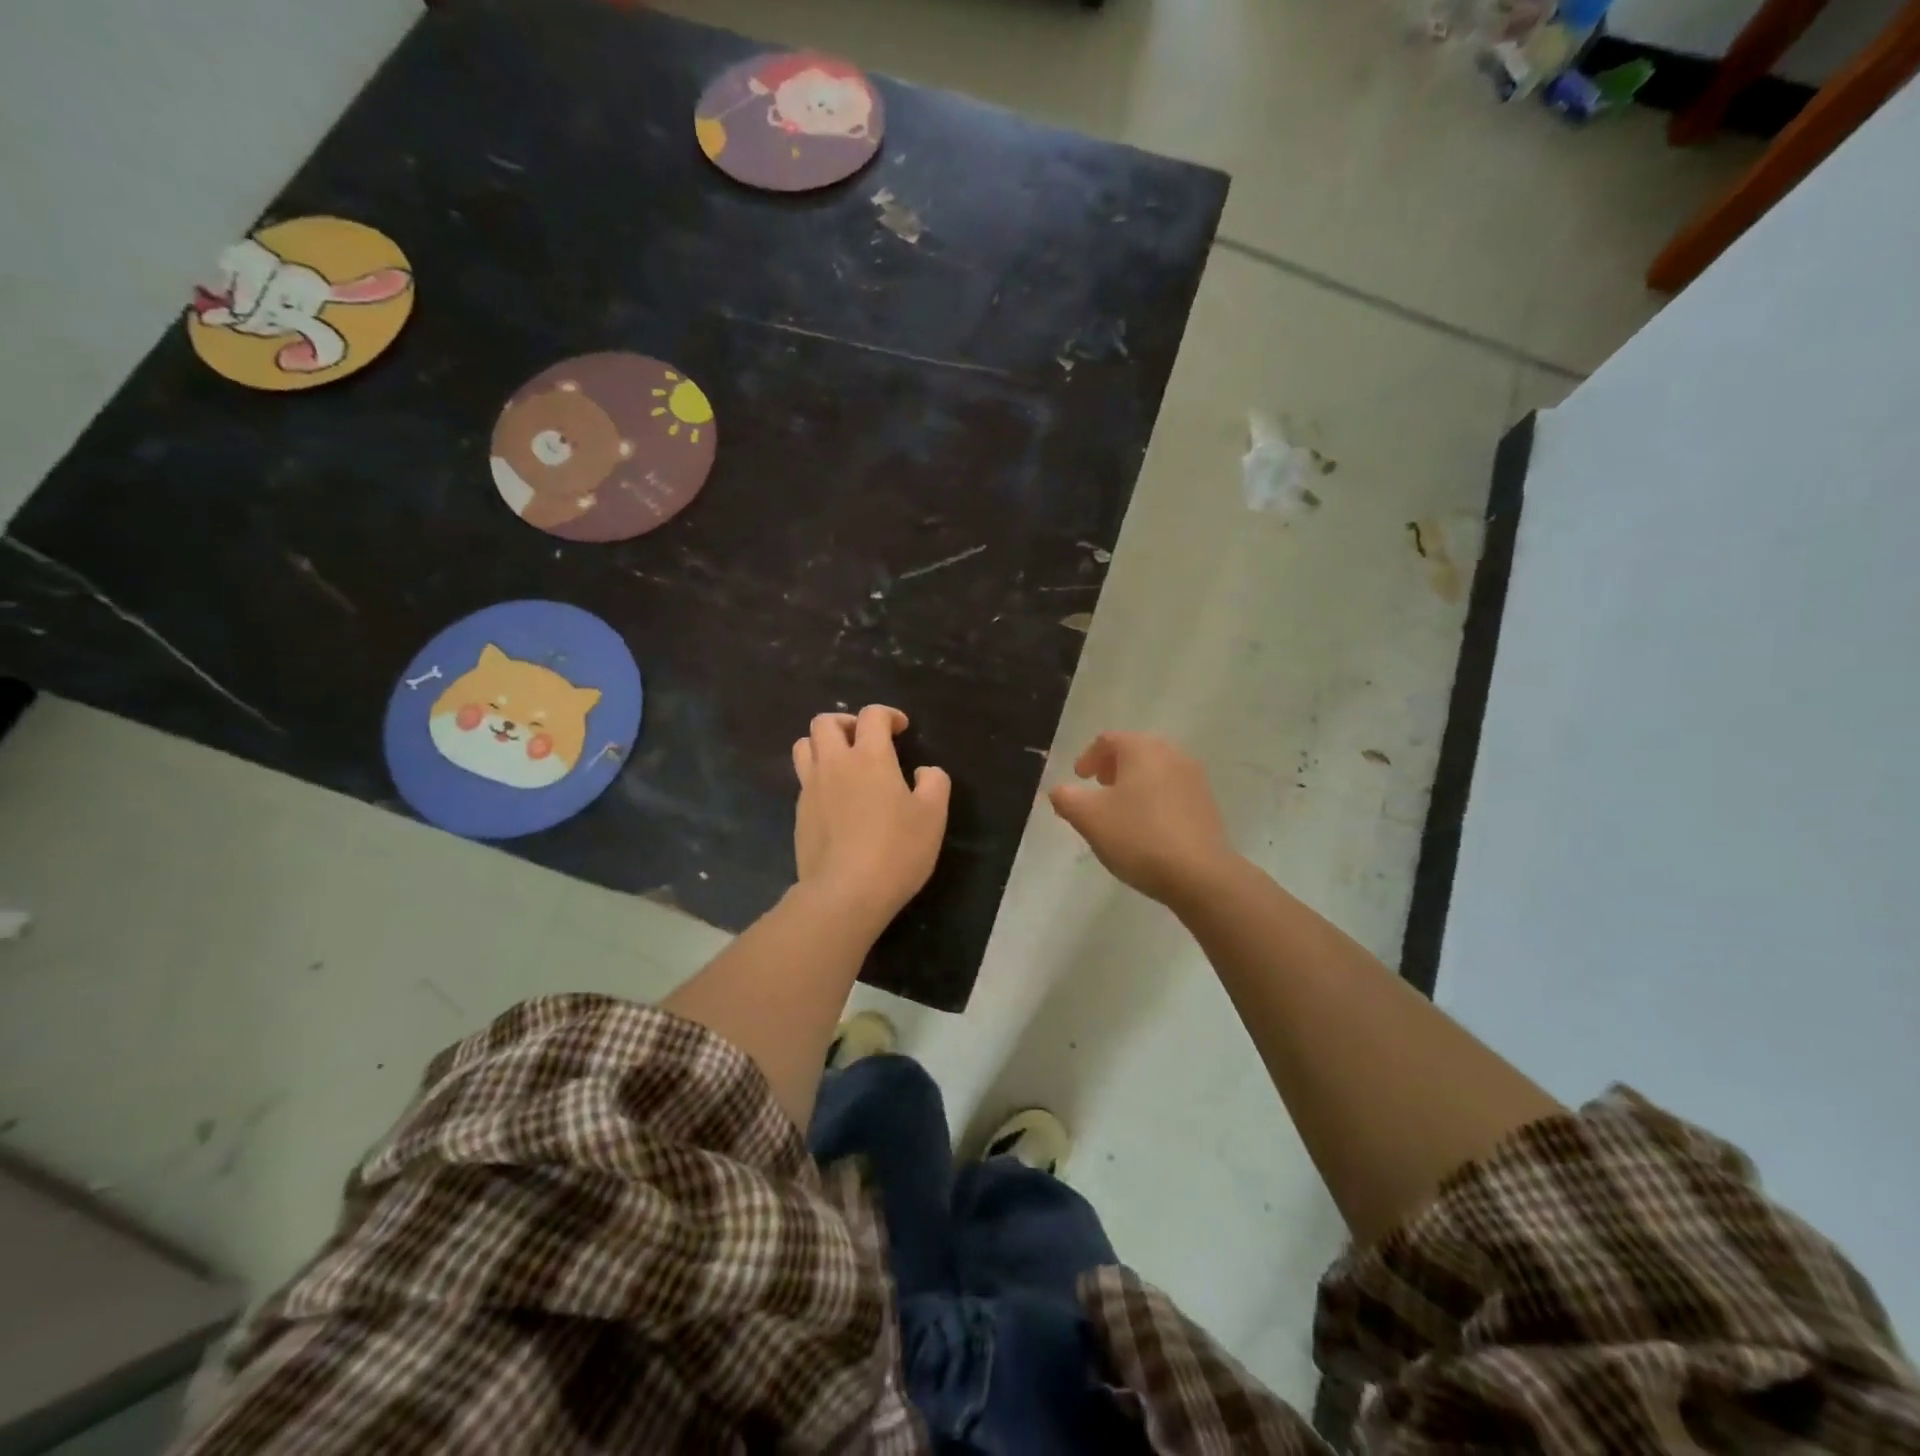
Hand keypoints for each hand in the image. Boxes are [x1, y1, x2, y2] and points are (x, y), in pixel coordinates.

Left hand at [791, 705, 950, 928]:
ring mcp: (811, 789)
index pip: (872, 716)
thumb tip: (925, 771)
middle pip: (824, 722)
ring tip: (843, 764)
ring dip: (823, 745)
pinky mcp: (799, 815)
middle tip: (865, 740)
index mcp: (869, 757)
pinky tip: (837, 801)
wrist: (845, 893)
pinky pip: (803, 781)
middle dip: (846, 722)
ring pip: (804, 747)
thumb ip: (934, 783)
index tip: (901, 729)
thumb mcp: (933, 816)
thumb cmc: (896, 850)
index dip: (888, 715)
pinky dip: (818, 778)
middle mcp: (834, 764)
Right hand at [1048, 731, 1235, 906]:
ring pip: (1156, 770)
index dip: (1088, 757)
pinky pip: (1172, 790)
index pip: (1108, 740)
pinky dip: (1154, 798)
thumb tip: (1060, 790)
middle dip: (1113, 767)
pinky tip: (1147, 826)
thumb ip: (1066, 798)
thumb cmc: (1138, 836)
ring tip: (1120, 809)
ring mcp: (1194, 778)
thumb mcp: (1088, 818)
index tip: (1079, 778)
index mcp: (1142, 749)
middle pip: (1135, 750)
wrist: (1200, 874)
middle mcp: (1171, 754)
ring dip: (1134, 782)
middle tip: (1098, 788)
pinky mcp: (1207, 804)